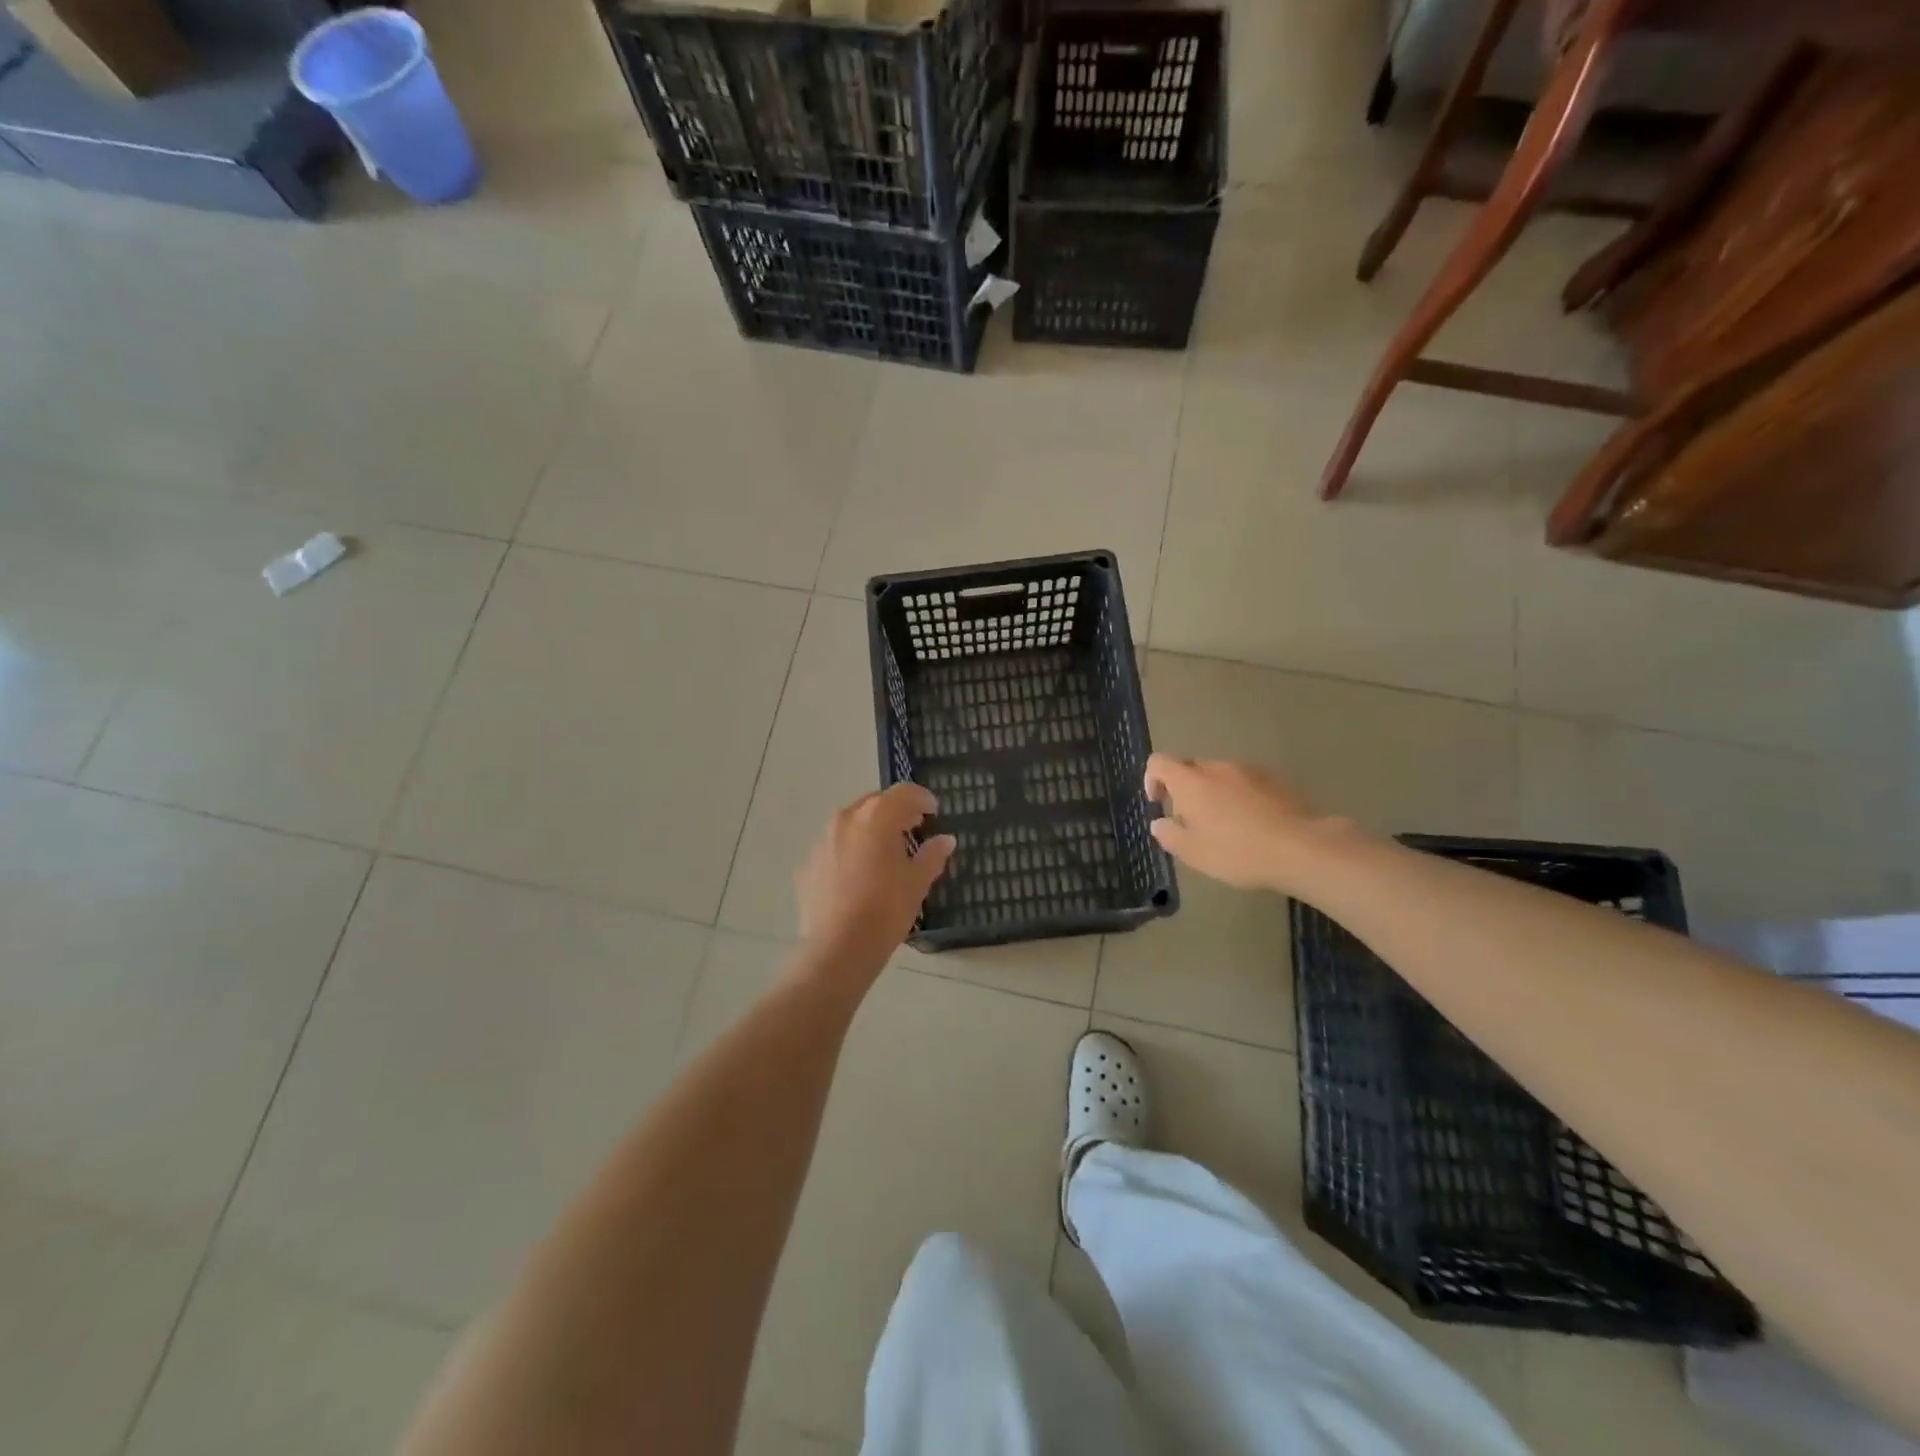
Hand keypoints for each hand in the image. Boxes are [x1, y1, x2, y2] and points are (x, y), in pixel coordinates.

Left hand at [795, 784, 956, 983]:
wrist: (838, 948)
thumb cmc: (886, 909)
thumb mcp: (917, 882)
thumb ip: (933, 855)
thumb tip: (945, 840)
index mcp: (876, 817)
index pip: (904, 793)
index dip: (922, 798)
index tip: (933, 811)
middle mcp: (845, 819)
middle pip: (874, 803)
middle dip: (895, 811)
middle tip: (912, 828)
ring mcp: (822, 841)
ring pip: (851, 824)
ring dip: (870, 830)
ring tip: (885, 852)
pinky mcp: (808, 864)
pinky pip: (834, 848)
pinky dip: (850, 852)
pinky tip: (859, 877)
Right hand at [1145, 754, 1349, 892]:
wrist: (1301, 848)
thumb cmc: (1237, 851)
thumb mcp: (1193, 853)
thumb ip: (1169, 834)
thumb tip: (1160, 822)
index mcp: (1191, 781)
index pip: (1159, 762)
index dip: (1152, 779)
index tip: (1158, 803)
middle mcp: (1217, 767)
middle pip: (1190, 768)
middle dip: (1185, 790)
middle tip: (1192, 823)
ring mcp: (1249, 770)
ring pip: (1219, 775)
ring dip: (1214, 794)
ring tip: (1226, 826)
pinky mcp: (1276, 778)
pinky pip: (1246, 782)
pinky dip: (1240, 796)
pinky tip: (1253, 824)